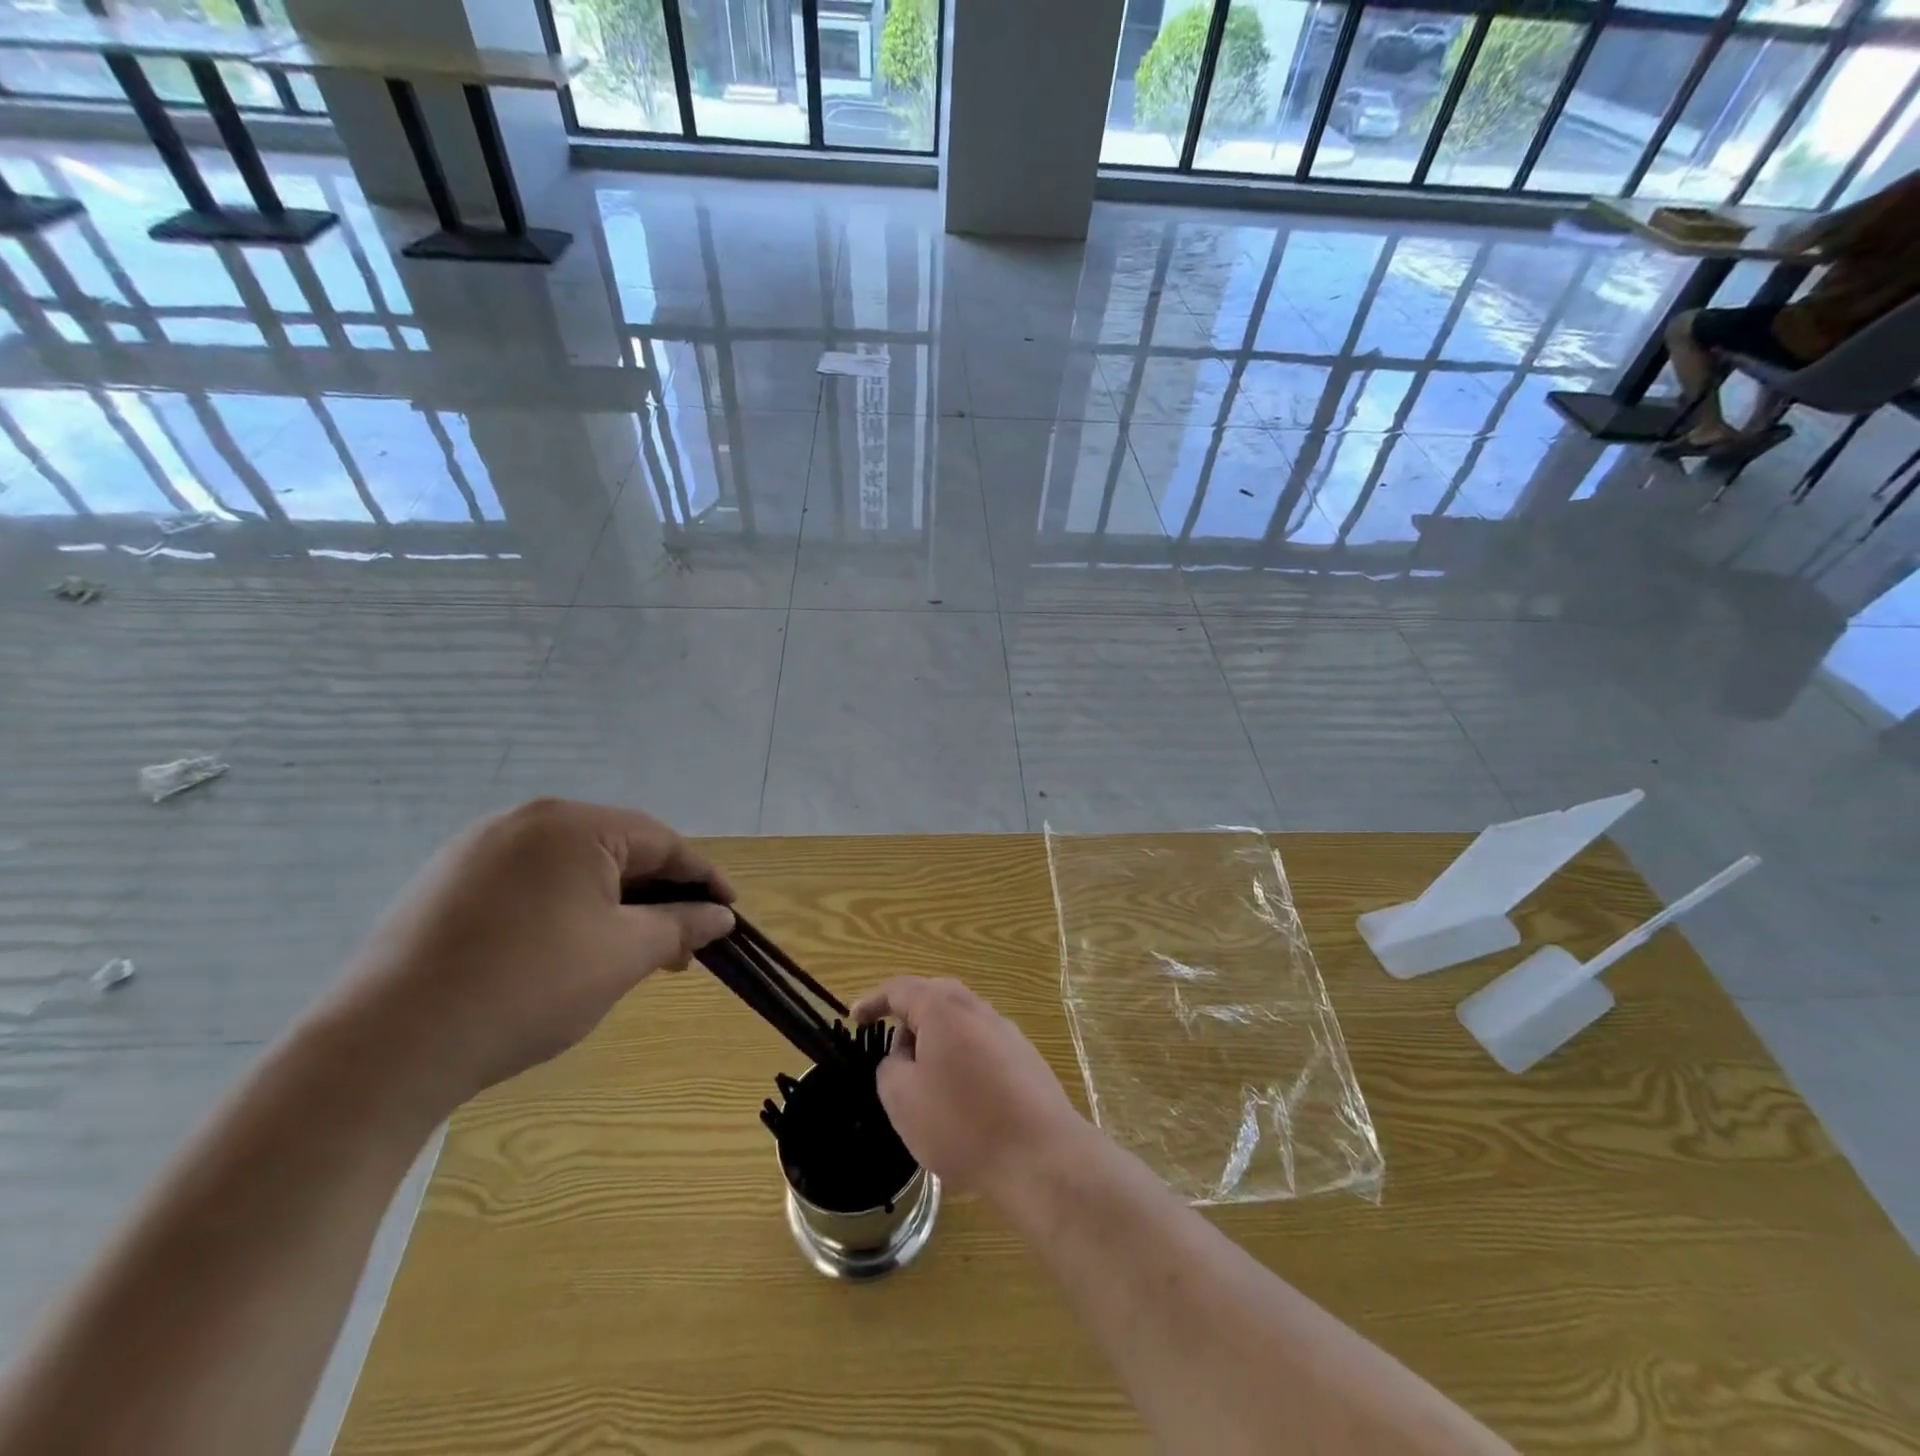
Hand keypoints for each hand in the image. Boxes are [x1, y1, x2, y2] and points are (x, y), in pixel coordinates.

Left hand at [315, 799, 735, 1116]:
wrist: (384, 1046)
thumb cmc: (528, 987)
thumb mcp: (623, 955)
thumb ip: (681, 926)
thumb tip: (720, 916)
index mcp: (573, 824)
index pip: (662, 841)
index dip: (703, 878)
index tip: (730, 912)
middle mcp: (524, 820)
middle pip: (616, 850)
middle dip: (657, 896)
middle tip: (682, 944)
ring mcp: (476, 850)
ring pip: (572, 869)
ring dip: (613, 906)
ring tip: (631, 953)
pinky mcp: (444, 884)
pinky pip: (528, 884)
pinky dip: (565, 910)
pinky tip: (569, 951)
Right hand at [852, 977, 1086, 1196]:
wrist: (1041, 1155)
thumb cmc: (962, 1123)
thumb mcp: (902, 1100)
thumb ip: (889, 1068)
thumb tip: (903, 1056)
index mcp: (943, 1007)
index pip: (899, 989)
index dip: (873, 1002)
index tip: (855, 1019)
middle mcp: (977, 1008)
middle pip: (933, 1000)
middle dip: (908, 1023)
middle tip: (890, 1055)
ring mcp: (1006, 1031)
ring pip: (959, 1025)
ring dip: (936, 1045)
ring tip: (924, 1087)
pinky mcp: (1025, 1058)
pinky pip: (980, 1047)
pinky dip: (961, 1062)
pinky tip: (961, 1103)